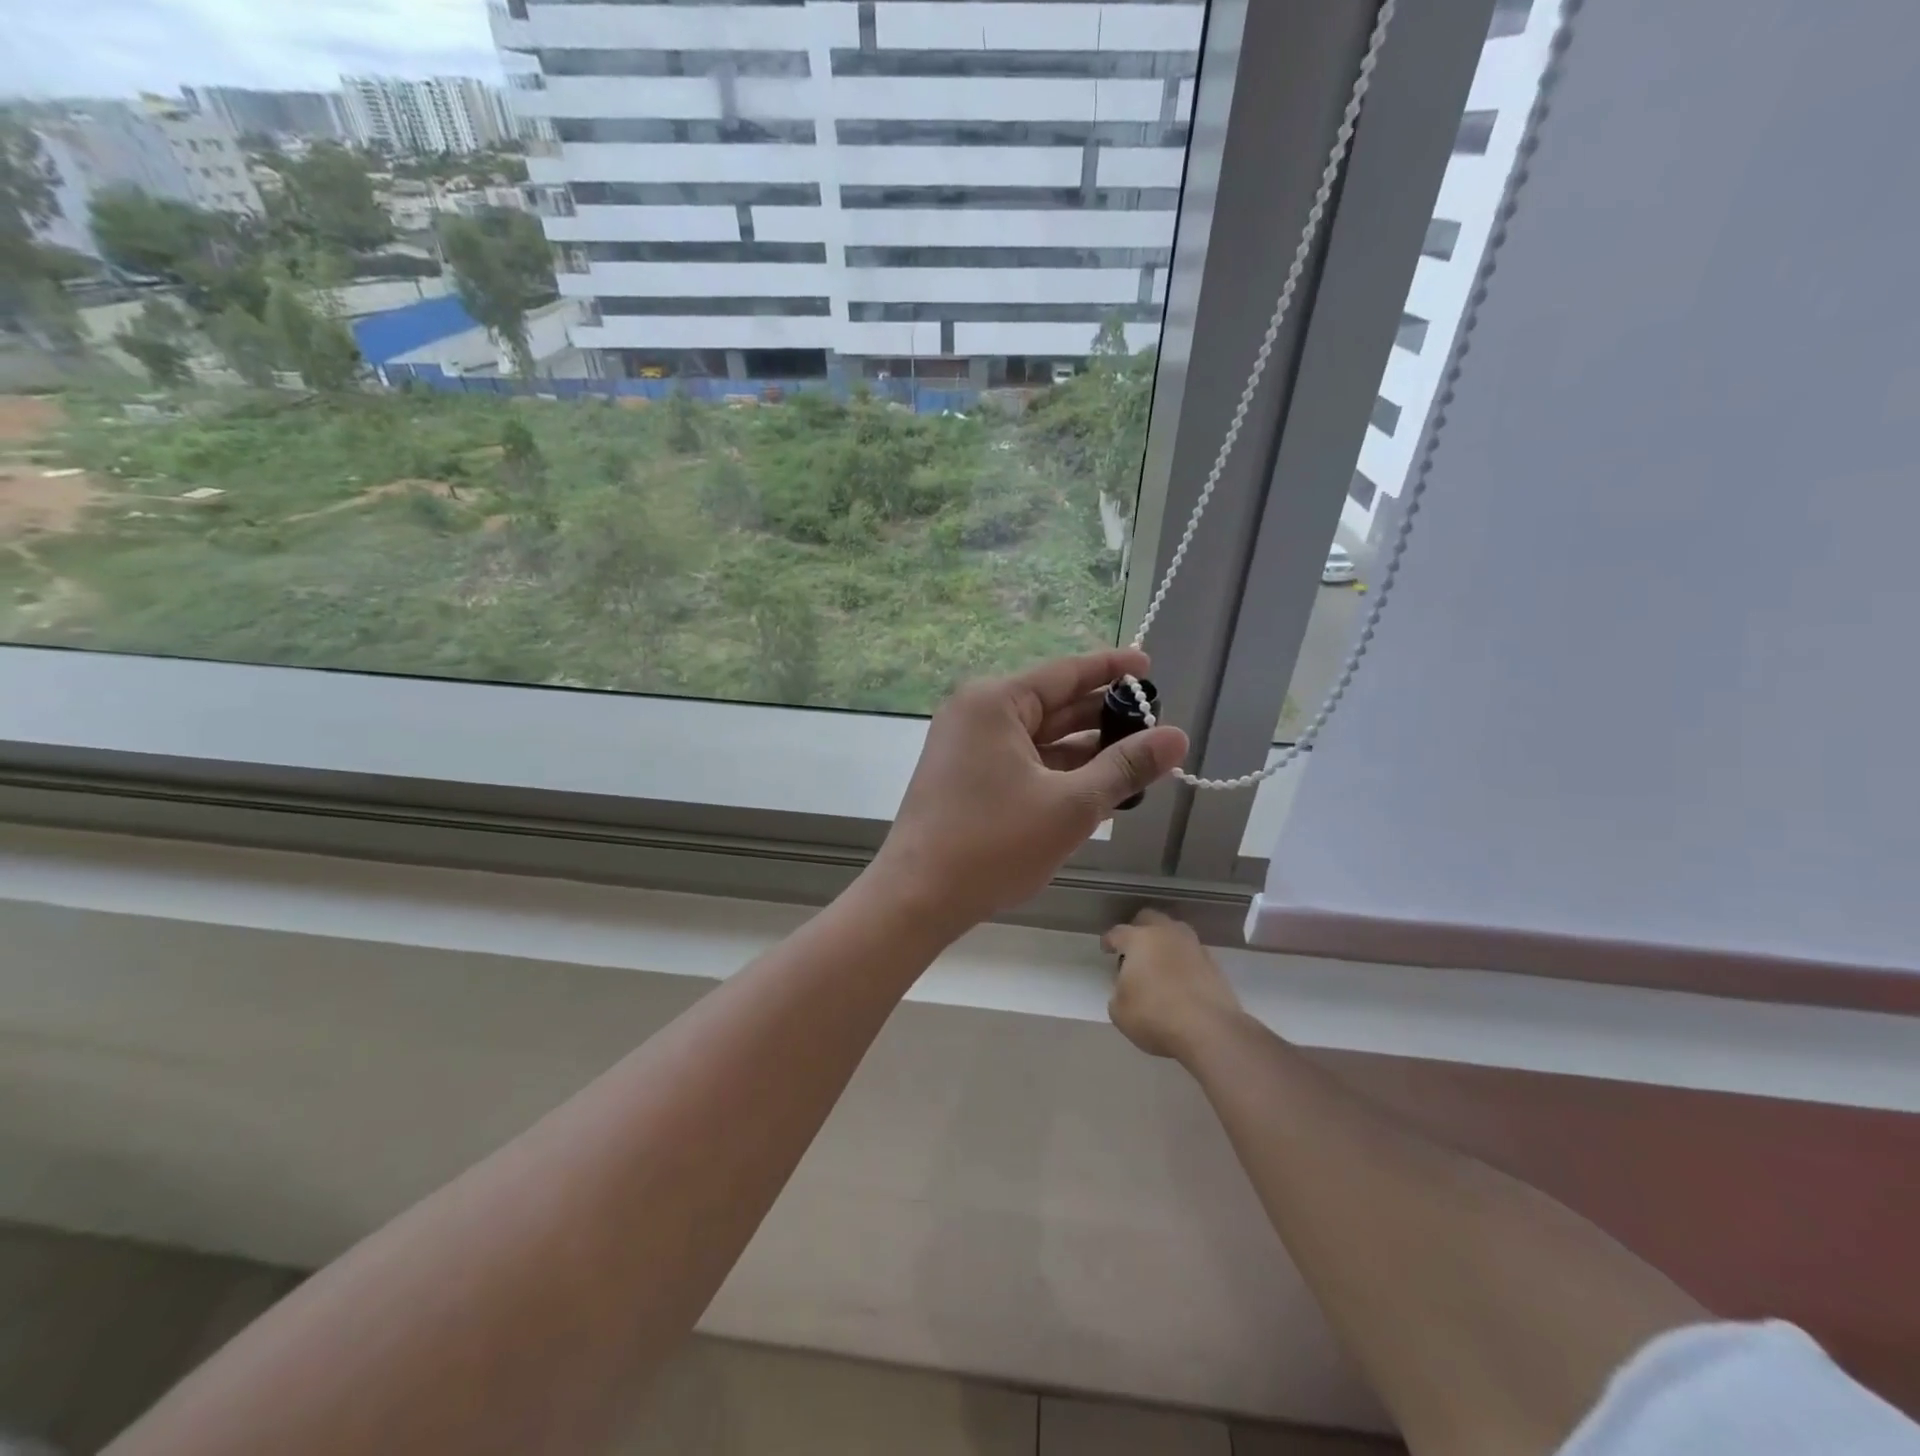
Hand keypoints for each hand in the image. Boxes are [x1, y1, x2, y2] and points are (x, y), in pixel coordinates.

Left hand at [870, 649, 1187, 934]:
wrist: (918, 898)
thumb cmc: (994, 844)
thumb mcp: (1071, 805)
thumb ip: (1125, 768)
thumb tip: (1177, 737)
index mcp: (995, 702)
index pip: (1065, 672)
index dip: (1111, 668)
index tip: (1149, 666)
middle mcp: (978, 715)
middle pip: (1053, 704)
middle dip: (1103, 716)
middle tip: (1155, 724)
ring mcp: (968, 748)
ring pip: (1040, 738)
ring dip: (1085, 750)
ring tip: (1138, 760)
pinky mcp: (967, 779)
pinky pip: (1023, 763)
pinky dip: (1058, 772)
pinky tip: (1098, 787)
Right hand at [1104, 909, 1244, 1059]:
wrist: (1210, 1031)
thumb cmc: (1155, 1016)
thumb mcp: (1119, 1011)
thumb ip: (1118, 992)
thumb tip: (1127, 989)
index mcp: (1139, 939)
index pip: (1118, 932)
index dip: (1109, 940)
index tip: (1106, 949)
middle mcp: (1167, 934)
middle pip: (1150, 918)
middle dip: (1139, 929)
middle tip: (1133, 950)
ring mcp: (1194, 947)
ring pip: (1176, 932)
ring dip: (1165, 943)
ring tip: (1159, 964)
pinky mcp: (1215, 965)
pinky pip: (1192, 954)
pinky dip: (1184, 962)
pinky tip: (1180, 980)